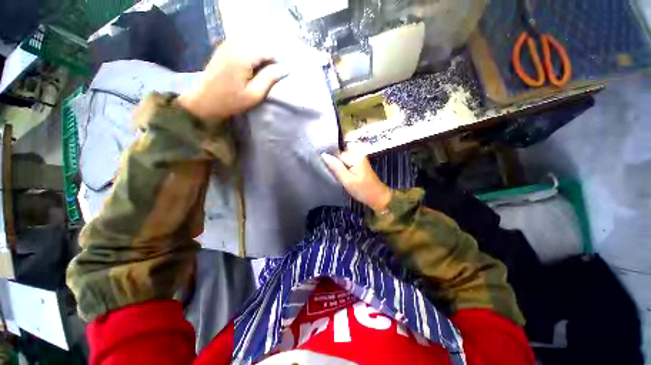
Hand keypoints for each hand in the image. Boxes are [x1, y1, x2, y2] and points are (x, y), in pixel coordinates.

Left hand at [177, 41, 286, 123]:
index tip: (281, 74)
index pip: (268, 50)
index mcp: (243, 56)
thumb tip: (285, 68)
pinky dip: (252, 52)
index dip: (278, 61)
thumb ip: (269, 78)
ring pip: (253, 42)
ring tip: (264, 70)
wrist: (204, 99)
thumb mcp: (254, 94)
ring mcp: (228, 44)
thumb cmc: (230, 101)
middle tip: (274, 73)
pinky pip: (244, 43)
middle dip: (270, 57)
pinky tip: (253, 64)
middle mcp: (235, 44)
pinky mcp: (224, 47)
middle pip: (261, 44)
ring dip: (261, 54)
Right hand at [322, 150, 391, 212]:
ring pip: (342, 158)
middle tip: (338, 175)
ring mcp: (359, 157)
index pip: (337, 153)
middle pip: (340, 154)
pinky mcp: (359, 162)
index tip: (332, 171)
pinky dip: (343, 167)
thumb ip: (336, 167)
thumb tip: (324, 155)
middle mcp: (358, 153)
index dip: (332, 162)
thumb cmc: (363, 190)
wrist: (377, 196)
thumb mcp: (347, 181)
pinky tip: (344, 175)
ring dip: (339, 166)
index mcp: (356, 156)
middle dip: (336, 163)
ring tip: (341, 176)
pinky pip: (346, 161)